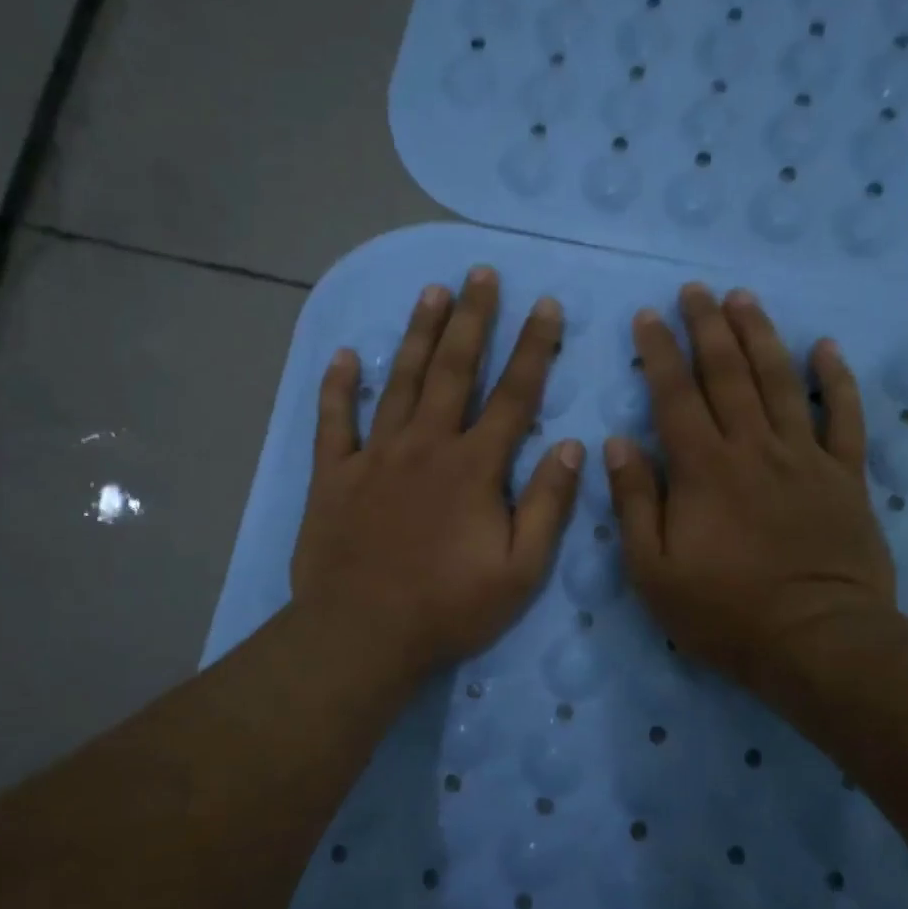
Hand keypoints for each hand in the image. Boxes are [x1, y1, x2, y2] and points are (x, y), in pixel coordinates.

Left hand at [292, 267, 584, 680]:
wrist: (363, 634)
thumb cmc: (449, 608)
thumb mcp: (521, 569)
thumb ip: (548, 505)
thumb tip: (575, 447)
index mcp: (474, 468)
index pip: (513, 396)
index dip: (533, 348)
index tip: (546, 305)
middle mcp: (426, 446)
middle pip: (452, 370)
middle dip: (472, 319)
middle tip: (480, 274)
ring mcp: (374, 456)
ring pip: (398, 382)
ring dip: (416, 335)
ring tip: (431, 292)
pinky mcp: (332, 475)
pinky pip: (333, 421)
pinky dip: (337, 387)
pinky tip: (343, 356)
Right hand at [605, 283, 895, 708]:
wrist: (817, 642)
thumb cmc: (725, 612)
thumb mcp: (654, 571)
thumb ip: (635, 502)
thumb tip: (619, 443)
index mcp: (703, 468)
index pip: (675, 394)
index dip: (659, 352)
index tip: (648, 317)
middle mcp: (753, 448)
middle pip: (728, 373)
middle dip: (708, 326)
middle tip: (695, 290)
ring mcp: (804, 457)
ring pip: (781, 381)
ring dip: (760, 335)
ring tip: (743, 298)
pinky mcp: (845, 476)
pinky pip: (844, 417)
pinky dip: (836, 380)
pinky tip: (826, 347)